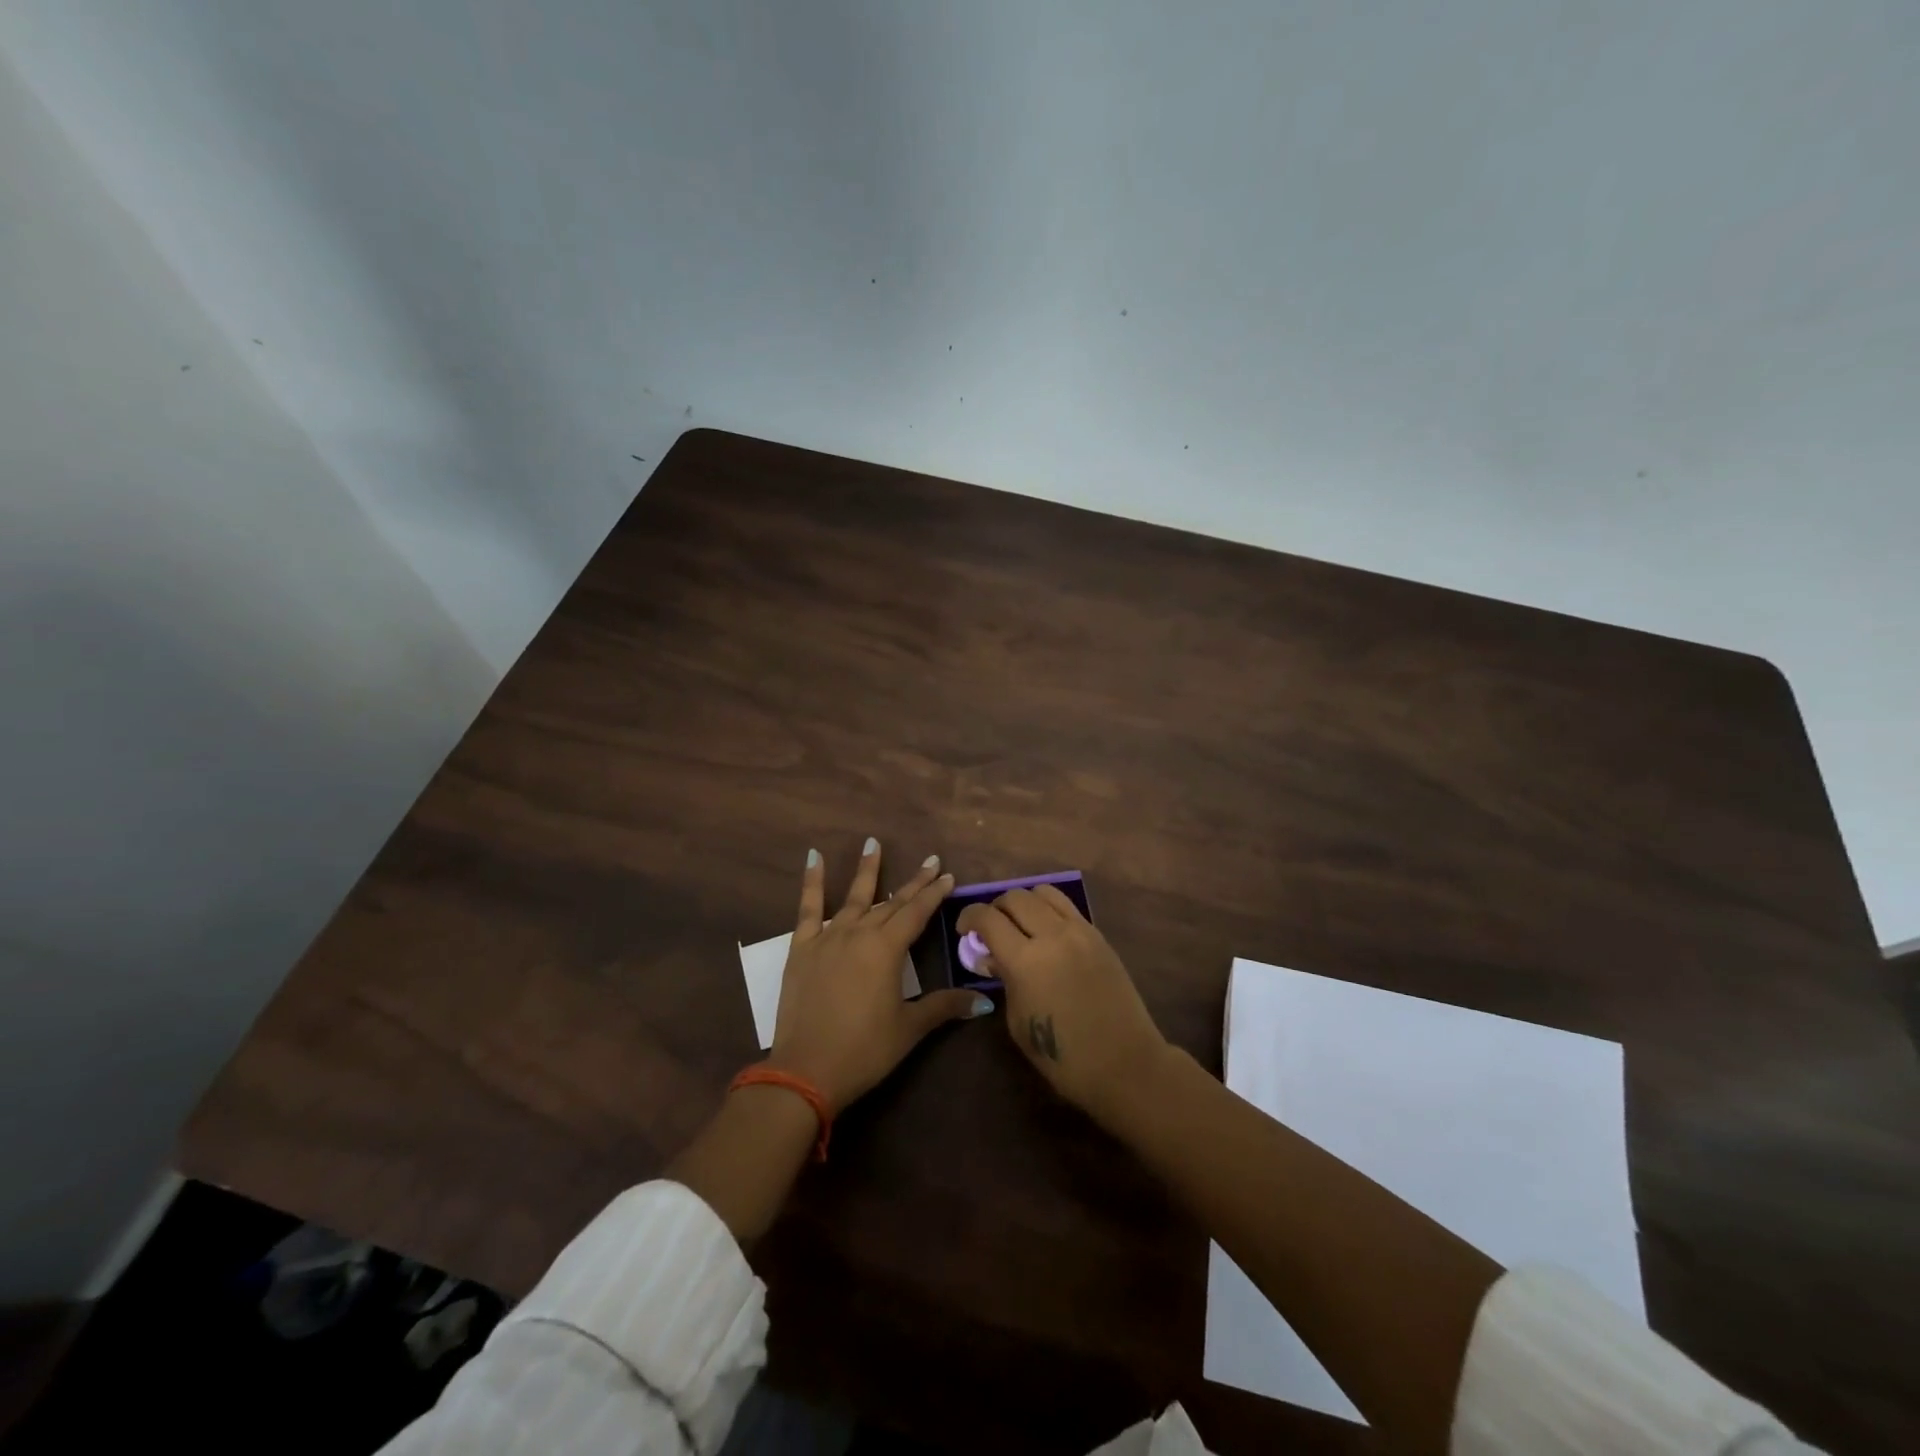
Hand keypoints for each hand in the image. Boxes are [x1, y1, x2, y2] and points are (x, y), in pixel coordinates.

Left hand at [768, 839, 994, 1111]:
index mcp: (887, 949)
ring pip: (854, 897)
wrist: (805, 1071)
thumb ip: (944, 1007)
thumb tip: (983, 1001)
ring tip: (873, 843)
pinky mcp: (802, 948)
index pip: (917, 913)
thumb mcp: (909, 1028)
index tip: (948, 875)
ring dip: (867, 870)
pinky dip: (811, 882)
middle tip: (930, 861)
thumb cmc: (864, 1050)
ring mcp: (828, 937)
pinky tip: (814, 857)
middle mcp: (859, 933)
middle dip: (914, 883)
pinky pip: (808, 908)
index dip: (934, 894)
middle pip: (892, 903)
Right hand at [956, 886, 1168, 1124]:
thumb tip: (993, 957)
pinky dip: (1049, 910)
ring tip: (1020, 924)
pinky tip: (1047, 932)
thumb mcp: (1018, 1021)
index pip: (987, 918)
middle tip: (990, 928)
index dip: (969, 918)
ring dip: (1024, 902)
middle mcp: (1052, 934)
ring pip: (1044, 892)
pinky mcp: (1099, 935)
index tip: (964, 929)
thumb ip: (1003, 980)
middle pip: (1015, 897)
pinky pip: (1067, 907)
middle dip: (995, 908)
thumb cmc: (1063, 1056)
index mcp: (1025, 960)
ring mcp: (1080, 931)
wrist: (1124, 1064)